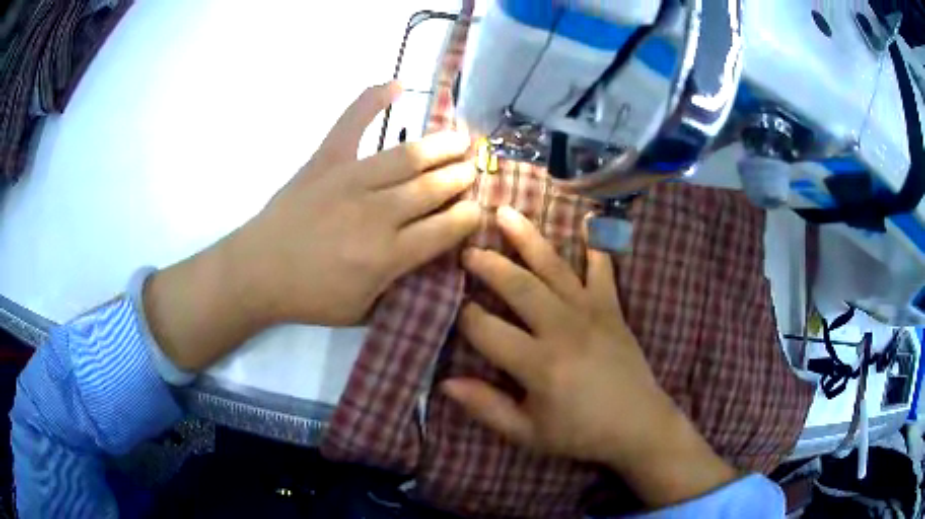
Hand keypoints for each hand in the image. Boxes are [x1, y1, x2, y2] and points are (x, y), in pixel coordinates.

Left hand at [236, 81, 479, 325]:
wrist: (257, 272)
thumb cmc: (309, 297)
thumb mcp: (362, 310)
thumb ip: (400, 288)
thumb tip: (428, 262)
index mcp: (388, 255)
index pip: (445, 229)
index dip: (468, 216)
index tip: (478, 208)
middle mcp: (377, 213)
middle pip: (432, 188)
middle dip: (460, 177)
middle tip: (473, 169)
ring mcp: (350, 180)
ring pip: (408, 156)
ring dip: (441, 145)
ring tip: (461, 138)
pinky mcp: (325, 160)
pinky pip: (351, 122)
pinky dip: (372, 99)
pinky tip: (396, 84)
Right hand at [442, 206, 736, 507]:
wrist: (639, 425)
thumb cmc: (580, 432)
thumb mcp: (528, 433)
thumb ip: (486, 408)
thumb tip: (446, 383)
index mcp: (538, 364)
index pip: (487, 330)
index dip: (466, 318)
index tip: (456, 310)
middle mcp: (562, 329)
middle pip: (517, 286)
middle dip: (488, 265)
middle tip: (467, 250)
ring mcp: (591, 312)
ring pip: (553, 268)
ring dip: (527, 238)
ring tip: (505, 213)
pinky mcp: (613, 309)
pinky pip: (603, 270)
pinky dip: (595, 245)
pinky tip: (588, 218)